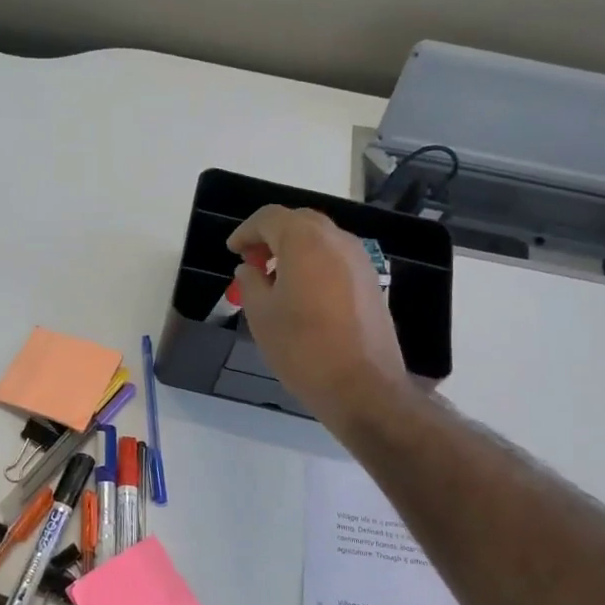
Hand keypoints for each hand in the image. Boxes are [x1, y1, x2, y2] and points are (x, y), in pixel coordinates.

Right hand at [228, 205, 410, 430]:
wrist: (362, 386)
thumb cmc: (302, 348)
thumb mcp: (261, 315)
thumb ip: (250, 283)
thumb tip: (250, 269)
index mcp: (305, 242)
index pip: (270, 217)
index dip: (246, 231)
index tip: (233, 250)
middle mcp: (337, 241)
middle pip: (298, 222)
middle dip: (271, 236)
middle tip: (252, 262)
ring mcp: (360, 261)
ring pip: (320, 240)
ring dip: (294, 250)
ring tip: (274, 280)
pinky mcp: (371, 282)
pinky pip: (336, 259)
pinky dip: (314, 264)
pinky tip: (302, 294)